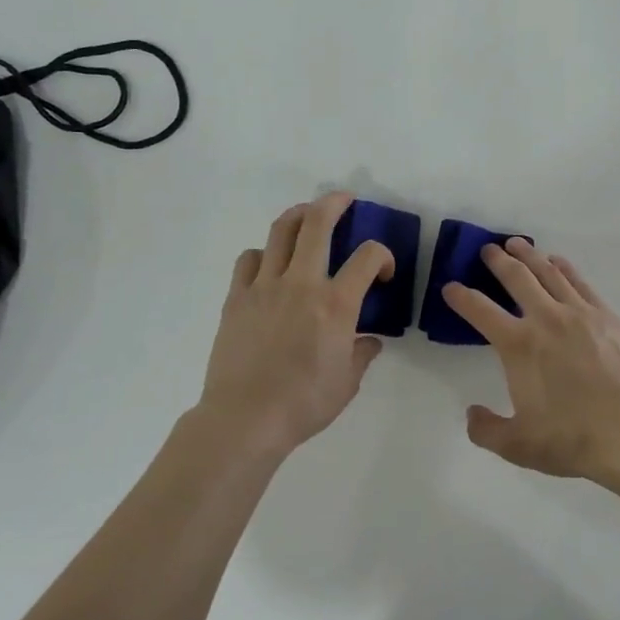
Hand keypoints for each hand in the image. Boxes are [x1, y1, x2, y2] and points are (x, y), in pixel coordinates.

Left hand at [196, 192, 394, 456]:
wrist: (245, 418)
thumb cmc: (304, 403)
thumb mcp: (348, 382)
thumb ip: (363, 353)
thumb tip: (370, 340)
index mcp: (336, 304)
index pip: (368, 256)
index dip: (383, 255)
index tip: (383, 273)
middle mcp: (301, 283)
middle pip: (317, 223)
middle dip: (334, 203)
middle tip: (344, 200)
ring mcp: (264, 286)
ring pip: (280, 231)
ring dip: (298, 216)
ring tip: (306, 217)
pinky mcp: (237, 298)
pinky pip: (249, 259)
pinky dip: (263, 254)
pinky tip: (269, 266)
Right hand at [442, 237, 619, 486]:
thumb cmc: (573, 439)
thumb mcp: (519, 446)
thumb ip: (487, 430)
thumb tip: (471, 414)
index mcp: (518, 346)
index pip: (480, 311)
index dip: (461, 297)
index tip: (450, 286)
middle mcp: (546, 319)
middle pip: (516, 278)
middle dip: (497, 261)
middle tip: (488, 249)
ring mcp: (580, 313)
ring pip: (549, 272)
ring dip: (529, 255)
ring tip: (517, 244)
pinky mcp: (608, 316)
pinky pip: (580, 282)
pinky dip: (564, 267)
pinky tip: (557, 263)